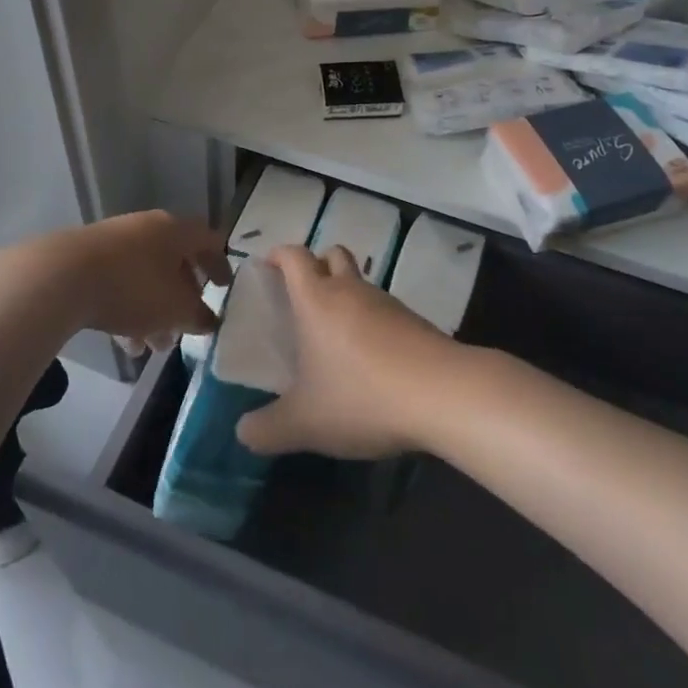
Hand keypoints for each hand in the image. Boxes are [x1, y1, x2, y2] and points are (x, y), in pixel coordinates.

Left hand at [15, 211, 227, 349]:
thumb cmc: (133, 288)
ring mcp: (115, 241)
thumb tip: (209, 320)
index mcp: (175, 230)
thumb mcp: (175, 309)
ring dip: (154, 312)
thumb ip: (199, 316)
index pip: (208, 241)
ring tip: (152, 347)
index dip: (220, 265)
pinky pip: (119, 283)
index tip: (224, 289)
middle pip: (175, 261)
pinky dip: (128, 310)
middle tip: (185, 328)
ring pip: (146, 277)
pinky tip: (124, 343)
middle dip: (182, 299)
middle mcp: (147, 228)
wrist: (61, 277)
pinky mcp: (87, 258)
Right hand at [235, 244, 455, 459]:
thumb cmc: (361, 396)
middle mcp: (351, 291)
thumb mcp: (304, 423)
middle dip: (316, 265)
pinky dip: (372, 323)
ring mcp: (387, 304)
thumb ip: (267, 429)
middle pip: (332, 254)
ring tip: (335, 338)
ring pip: (361, 283)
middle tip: (302, 297)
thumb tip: (243, 432)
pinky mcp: (415, 322)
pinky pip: (384, 310)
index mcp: (316, 300)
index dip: (278, 255)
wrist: (443, 394)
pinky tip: (371, 361)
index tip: (268, 268)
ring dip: (346, 296)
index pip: (294, 256)